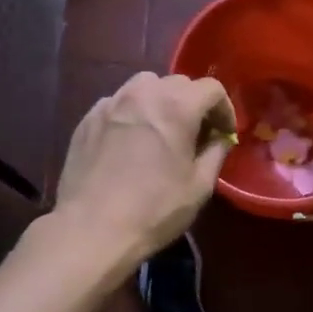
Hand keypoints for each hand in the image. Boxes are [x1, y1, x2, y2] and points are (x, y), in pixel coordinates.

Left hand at [53, 72, 234, 273]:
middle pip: (178, 83)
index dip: (224, 109)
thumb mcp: (199, 186)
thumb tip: (219, 139)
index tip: (224, 134)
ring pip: (144, 86)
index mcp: (176, 107)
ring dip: (160, 101)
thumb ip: (215, 153)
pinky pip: (117, 103)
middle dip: (193, 103)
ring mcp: (110, 103)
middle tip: (196, 134)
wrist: (92, 228)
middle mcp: (142, 94)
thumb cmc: (154, 210)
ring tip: (161, 130)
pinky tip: (130, 141)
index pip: (211, 88)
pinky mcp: (87, 119)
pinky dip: (131, 113)